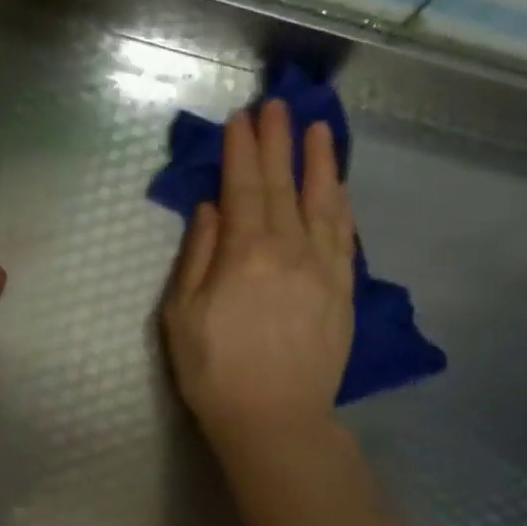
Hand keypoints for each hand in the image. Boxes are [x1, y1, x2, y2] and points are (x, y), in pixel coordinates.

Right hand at [162, 99, 355, 452]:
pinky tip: (339, 186)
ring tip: (317, 129)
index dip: (241, 151)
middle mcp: (289, 250)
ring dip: (319, 162)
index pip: (243, 188)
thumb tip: (210, 210)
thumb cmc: (215, 372)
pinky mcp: (343, 291)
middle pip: (282, 186)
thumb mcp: (182, 317)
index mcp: (244, 254)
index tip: (241, 119)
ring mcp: (322, 269)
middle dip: (277, 143)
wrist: (275, 420)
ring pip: (323, 203)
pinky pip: (345, 236)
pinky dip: (341, 205)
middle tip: (276, 105)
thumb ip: (197, 257)